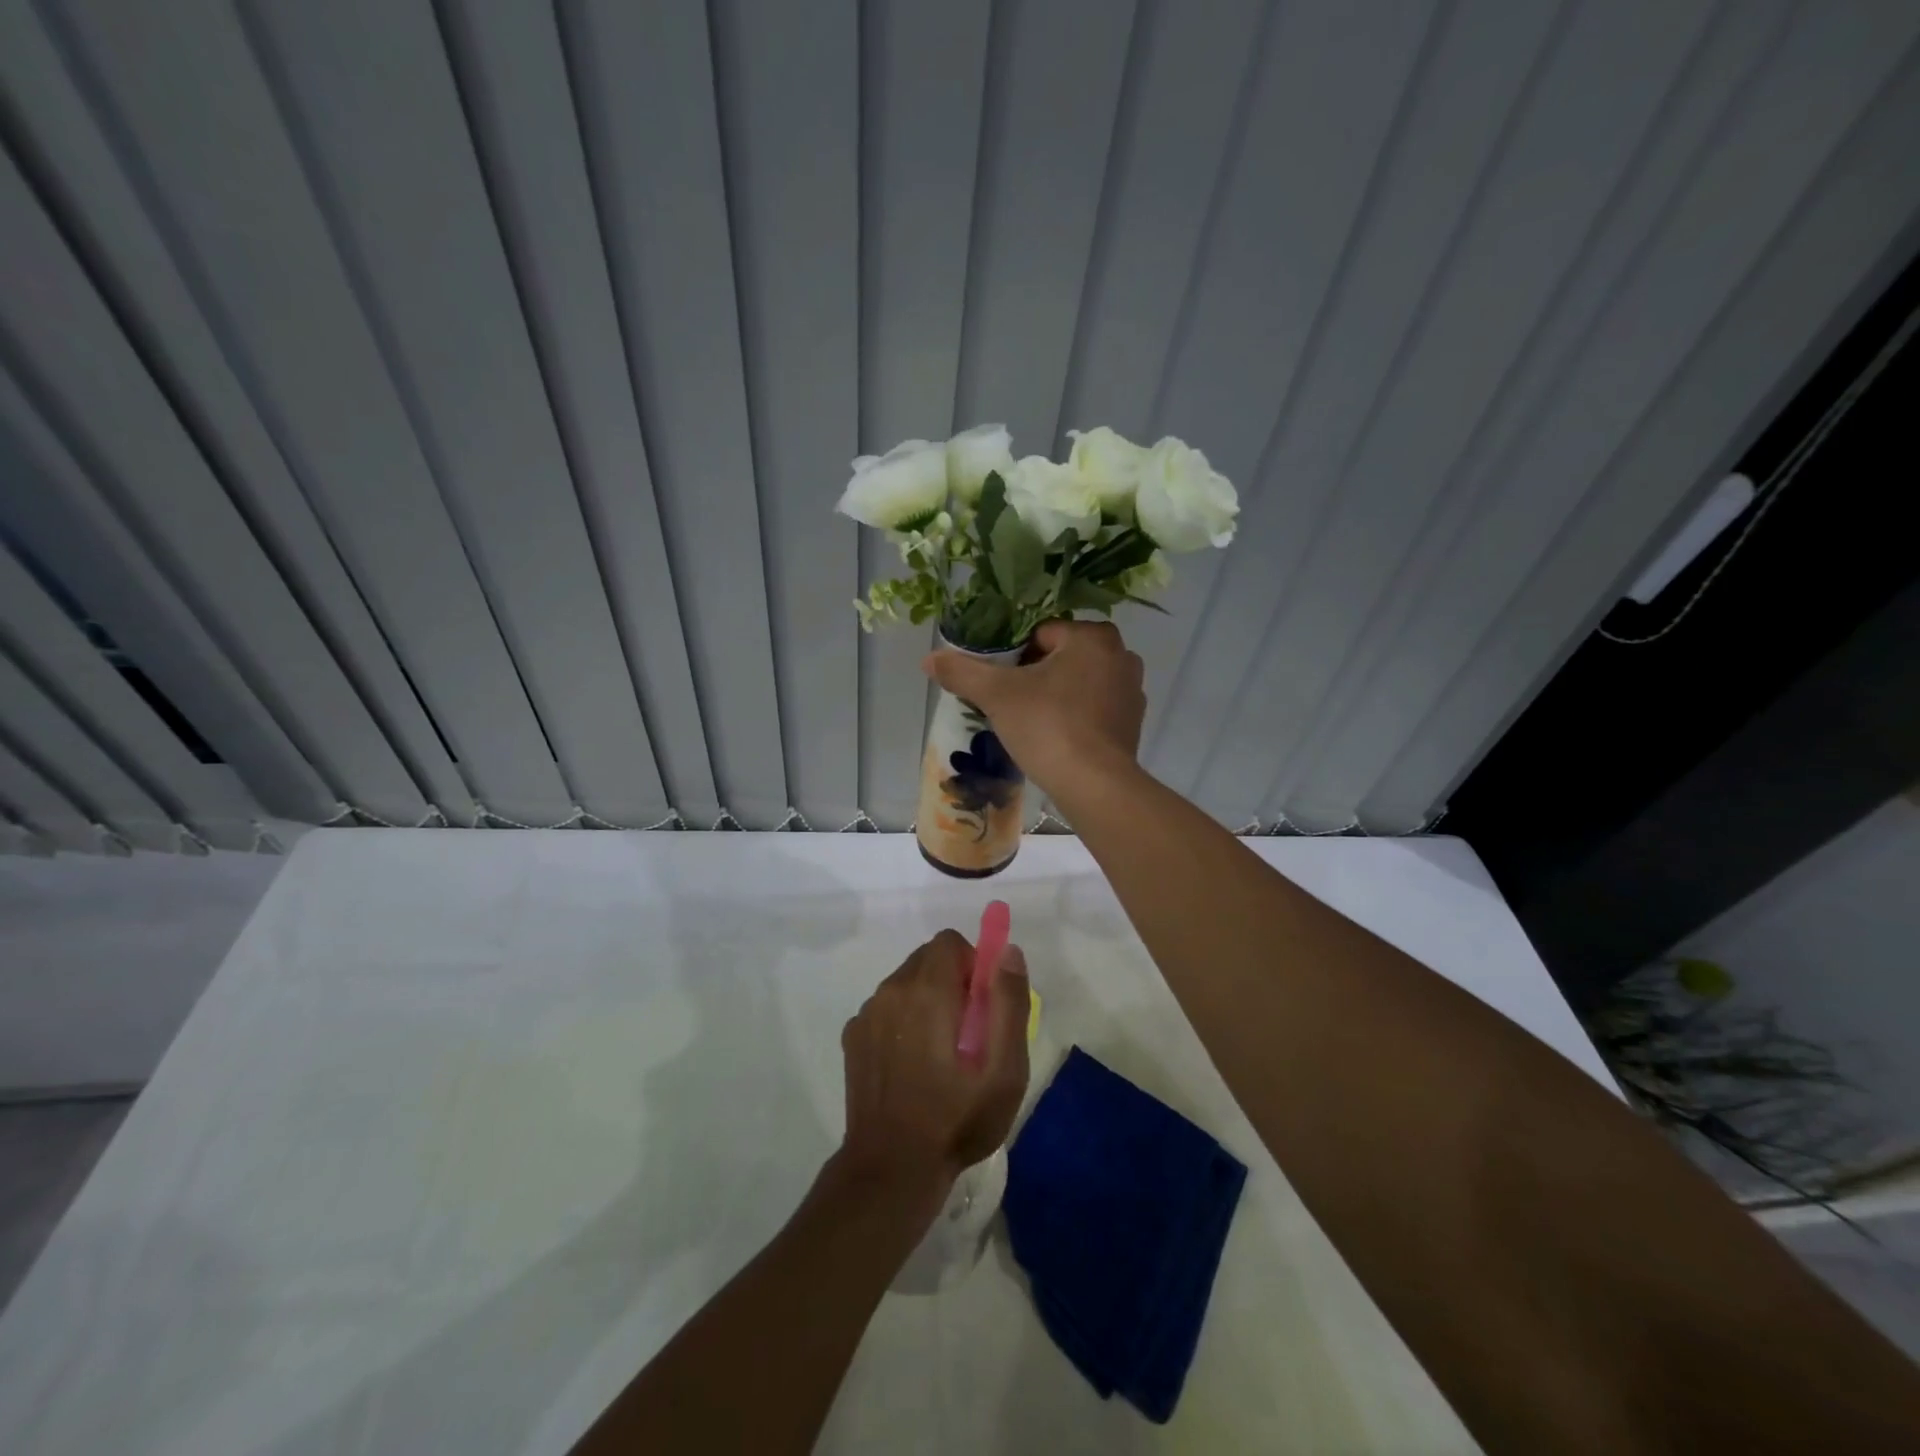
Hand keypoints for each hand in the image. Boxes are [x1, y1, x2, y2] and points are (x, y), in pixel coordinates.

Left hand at [838, 930, 1030, 1202]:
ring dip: (926, 1001)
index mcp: (927, 989)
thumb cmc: (957, 1118)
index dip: (972, 964)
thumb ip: (1009, 1002)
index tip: (982, 1005)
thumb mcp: (1004, 1068)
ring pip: (905, 983)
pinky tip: (911, 1067)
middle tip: (967, 1033)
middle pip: (927, 959)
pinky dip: (902, 1022)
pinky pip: (885, 1009)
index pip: (949, 942)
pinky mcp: (852, 1037)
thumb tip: (1007, 952)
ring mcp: (867, 1014)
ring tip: (940, 1055)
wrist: (892, 1168)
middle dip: (951, 982)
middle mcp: (891, 990)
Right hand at [923, 619, 1145, 797]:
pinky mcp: (1133, 723)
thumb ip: (962, 672)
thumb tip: (929, 659)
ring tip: (1029, 723)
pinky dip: (1075, 717)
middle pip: (1060, 657)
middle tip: (1009, 703)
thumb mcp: (997, 695)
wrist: (1094, 786)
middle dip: (1034, 676)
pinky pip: (1094, 709)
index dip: (1012, 657)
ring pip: (1078, 683)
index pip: (1040, 633)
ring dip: (1055, 695)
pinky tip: (1055, 739)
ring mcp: (1132, 691)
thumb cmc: (1048, 726)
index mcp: (1093, 637)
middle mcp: (1121, 655)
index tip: (998, 683)